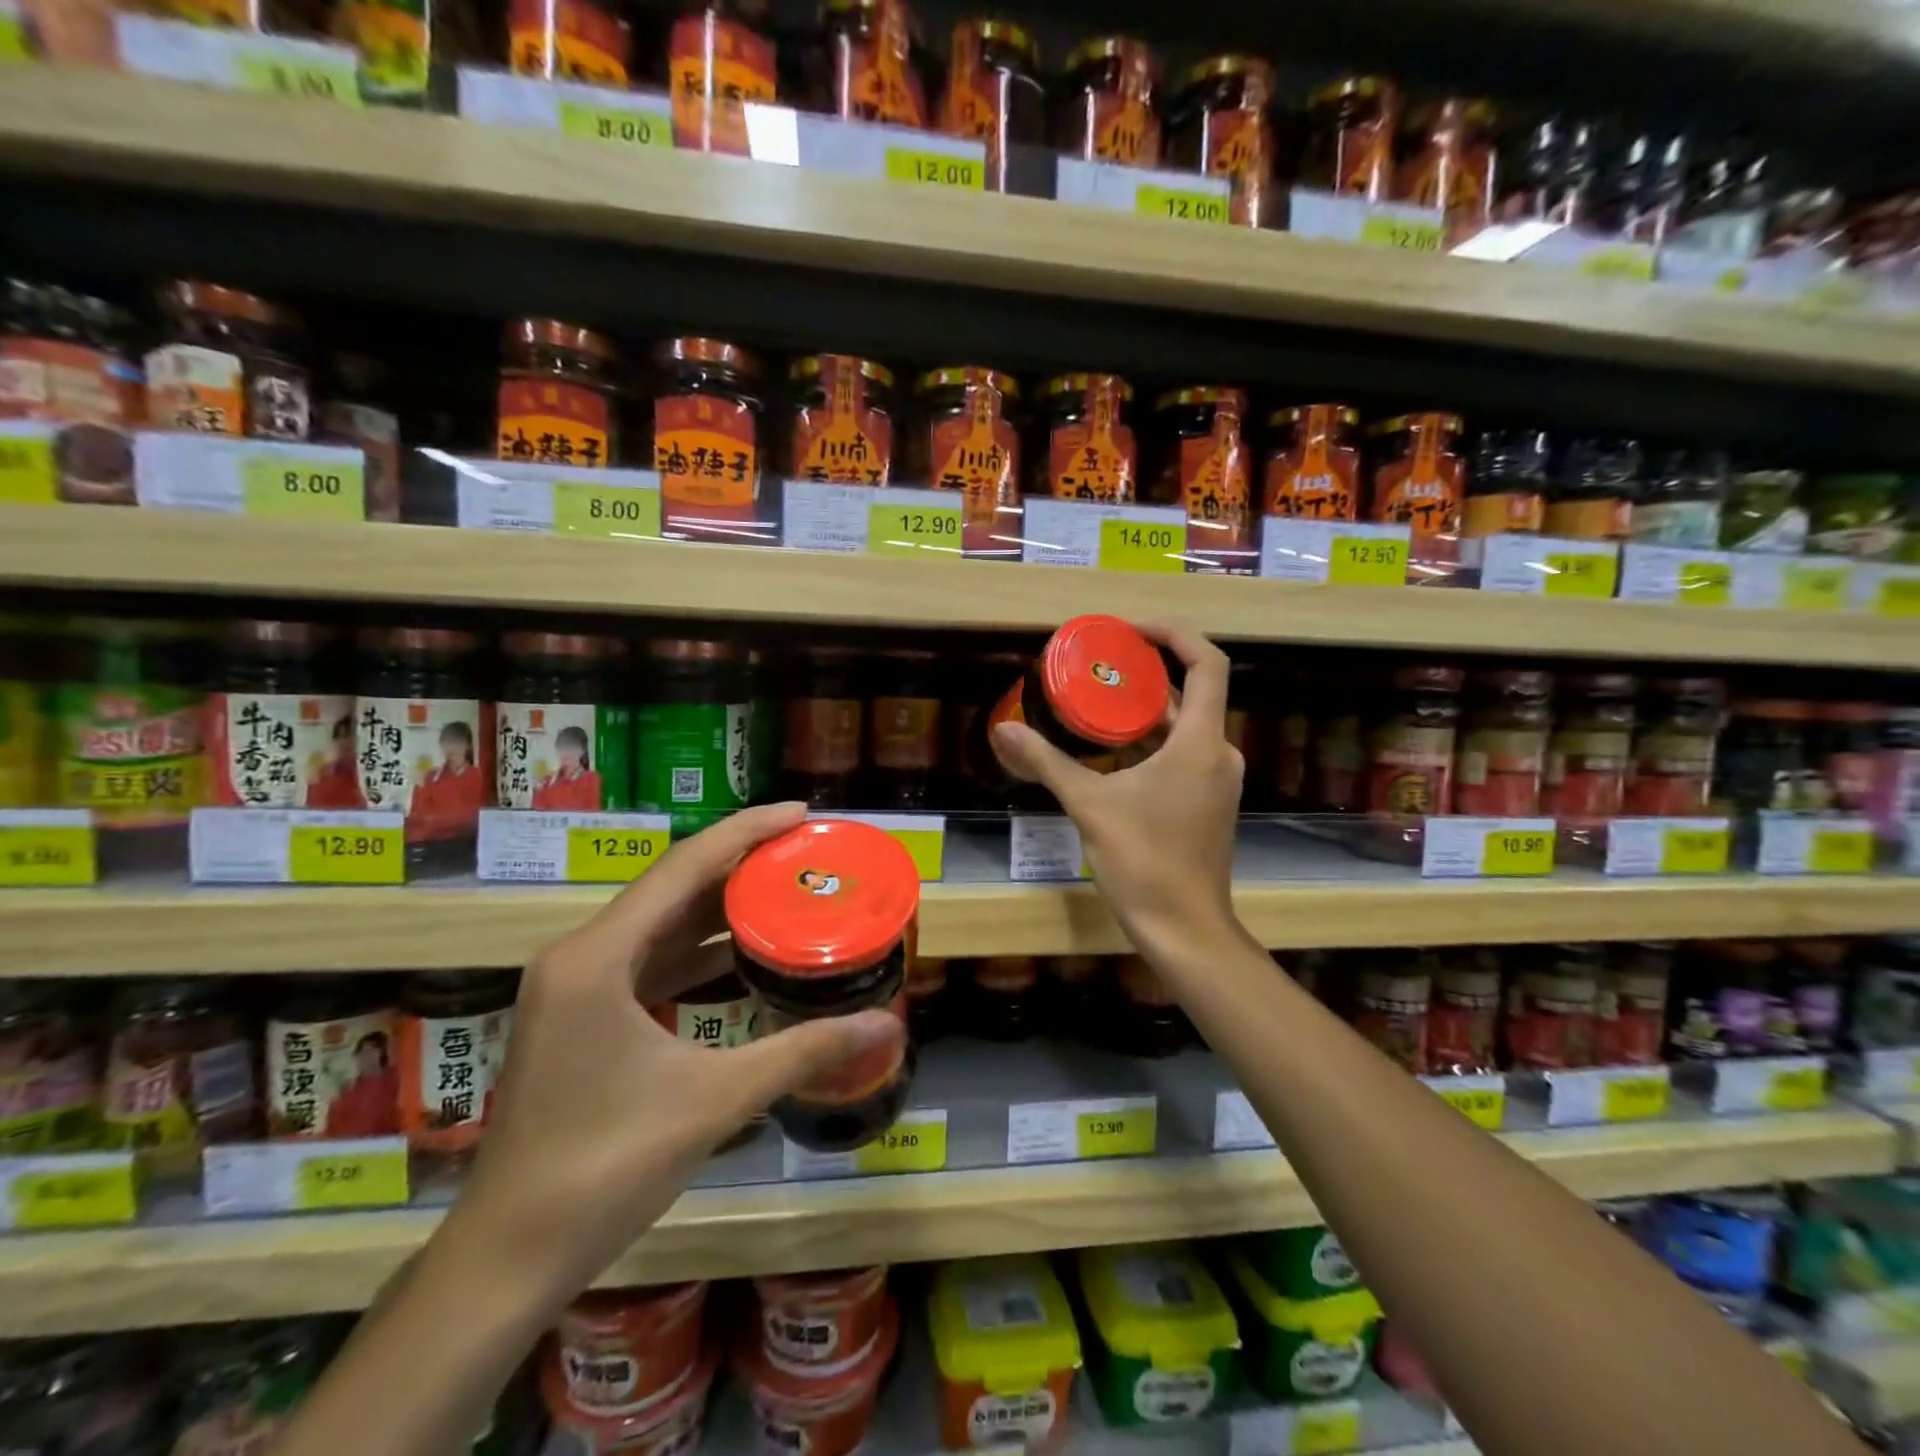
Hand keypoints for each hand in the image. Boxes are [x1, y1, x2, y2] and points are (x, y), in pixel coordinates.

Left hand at [446, 802, 904, 1309]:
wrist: (508, 1259)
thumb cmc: (606, 1169)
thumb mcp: (716, 1099)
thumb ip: (804, 1052)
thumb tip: (886, 1025)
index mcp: (598, 957)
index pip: (684, 868)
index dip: (746, 831)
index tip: (802, 813)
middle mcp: (580, 955)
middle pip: (672, 887)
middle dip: (740, 864)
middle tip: (806, 851)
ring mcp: (574, 987)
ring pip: (660, 923)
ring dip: (719, 906)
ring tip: (784, 888)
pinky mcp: (579, 1015)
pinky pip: (648, 960)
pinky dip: (696, 950)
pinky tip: (740, 953)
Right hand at [991, 621, 1241, 953]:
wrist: (1183, 927)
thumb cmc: (1143, 861)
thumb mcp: (1089, 805)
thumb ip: (1046, 763)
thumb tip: (1004, 730)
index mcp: (1200, 743)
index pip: (1207, 664)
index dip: (1173, 635)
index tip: (1130, 631)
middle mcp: (1218, 753)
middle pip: (1193, 691)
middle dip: (1147, 672)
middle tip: (1099, 663)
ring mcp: (1216, 779)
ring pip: (1185, 725)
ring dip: (1146, 709)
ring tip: (1097, 698)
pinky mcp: (1207, 801)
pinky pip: (1183, 752)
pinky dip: (1152, 740)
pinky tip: (1111, 748)